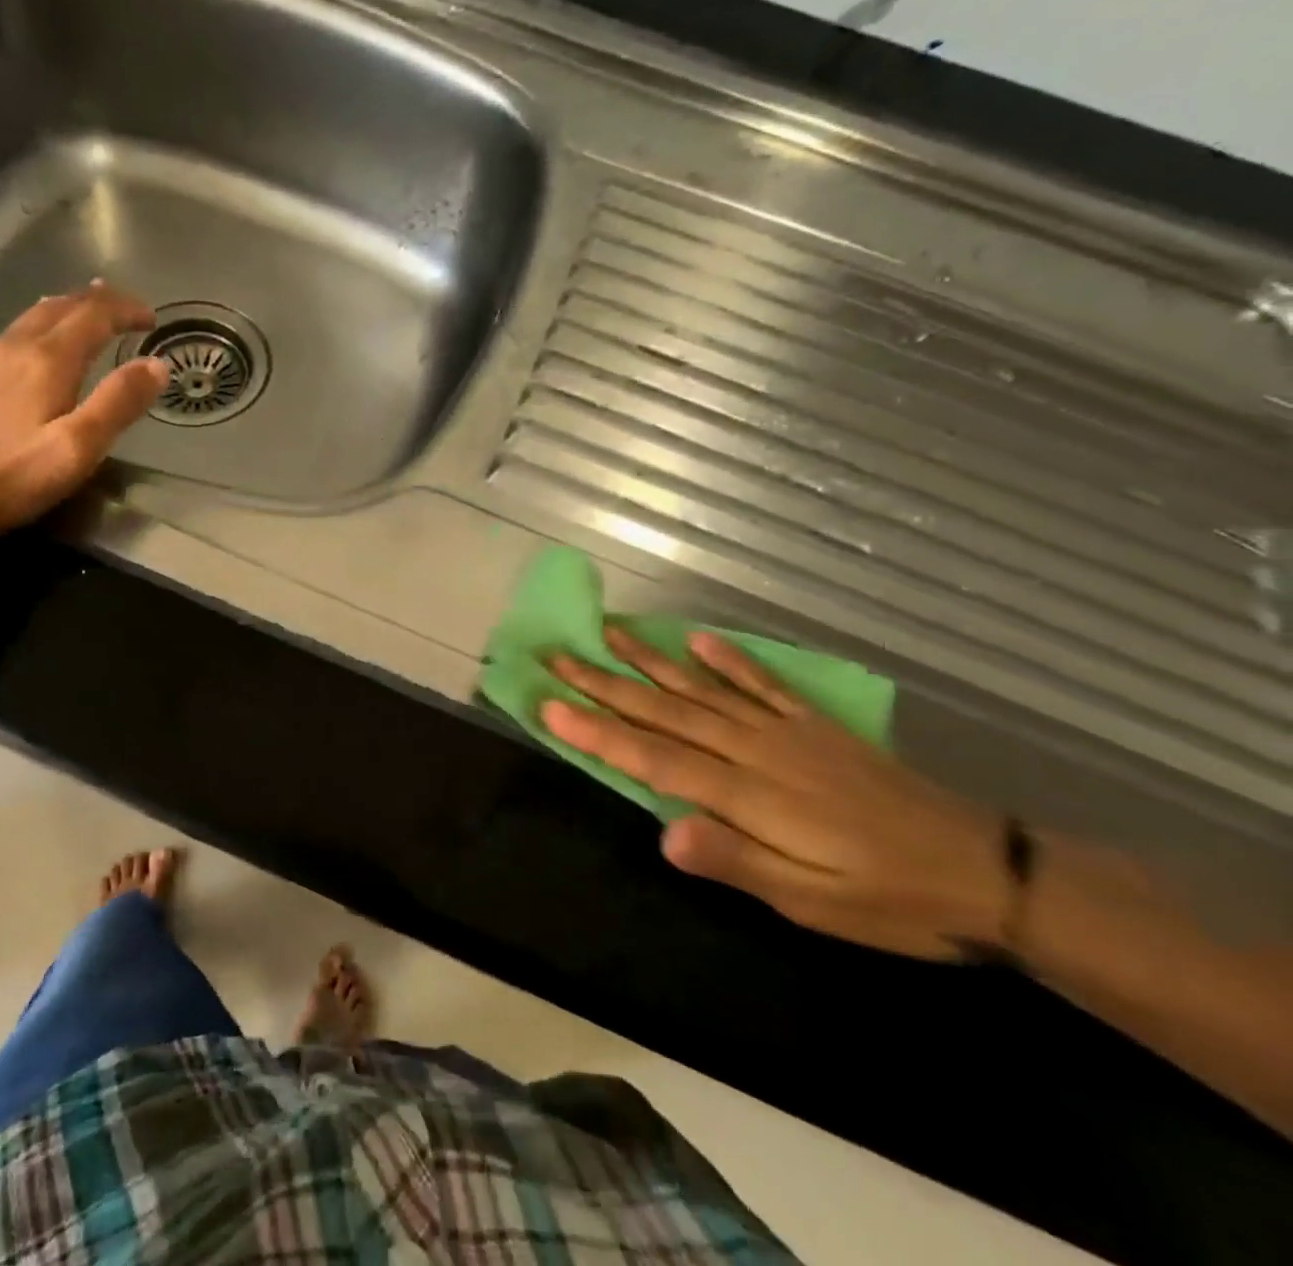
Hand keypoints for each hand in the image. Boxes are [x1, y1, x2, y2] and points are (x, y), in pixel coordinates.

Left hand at [0, 281, 167, 530]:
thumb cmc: (15, 473)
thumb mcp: (78, 447)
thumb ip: (118, 403)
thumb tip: (157, 365)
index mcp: (49, 359)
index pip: (95, 314)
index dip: (126, 310)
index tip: (152, 320)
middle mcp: (19, 346)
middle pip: (64, 305)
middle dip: (100, 302)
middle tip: (128, 310)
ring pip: (37, 314)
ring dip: (71, 308)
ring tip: (92, 312)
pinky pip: (18, 331)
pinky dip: (45, 323)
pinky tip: (45, 340)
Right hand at [542, 628, 1006, 959]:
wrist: (987, 872)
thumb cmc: (889, 901)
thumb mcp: (811, 903)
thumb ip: (736, 860)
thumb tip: (664, 831)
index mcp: (748, 795)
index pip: (653, 758)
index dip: (597, 732)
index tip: (548, 704)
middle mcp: (756, 750)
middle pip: (665, 712)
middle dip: (604, 684)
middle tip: (557, 655)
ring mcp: (785, 731)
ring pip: (701, 690)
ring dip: (649, 661)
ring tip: (608, 632)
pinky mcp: (814, 726)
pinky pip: (762, 684)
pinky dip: (727, 660)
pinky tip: (696, 640)